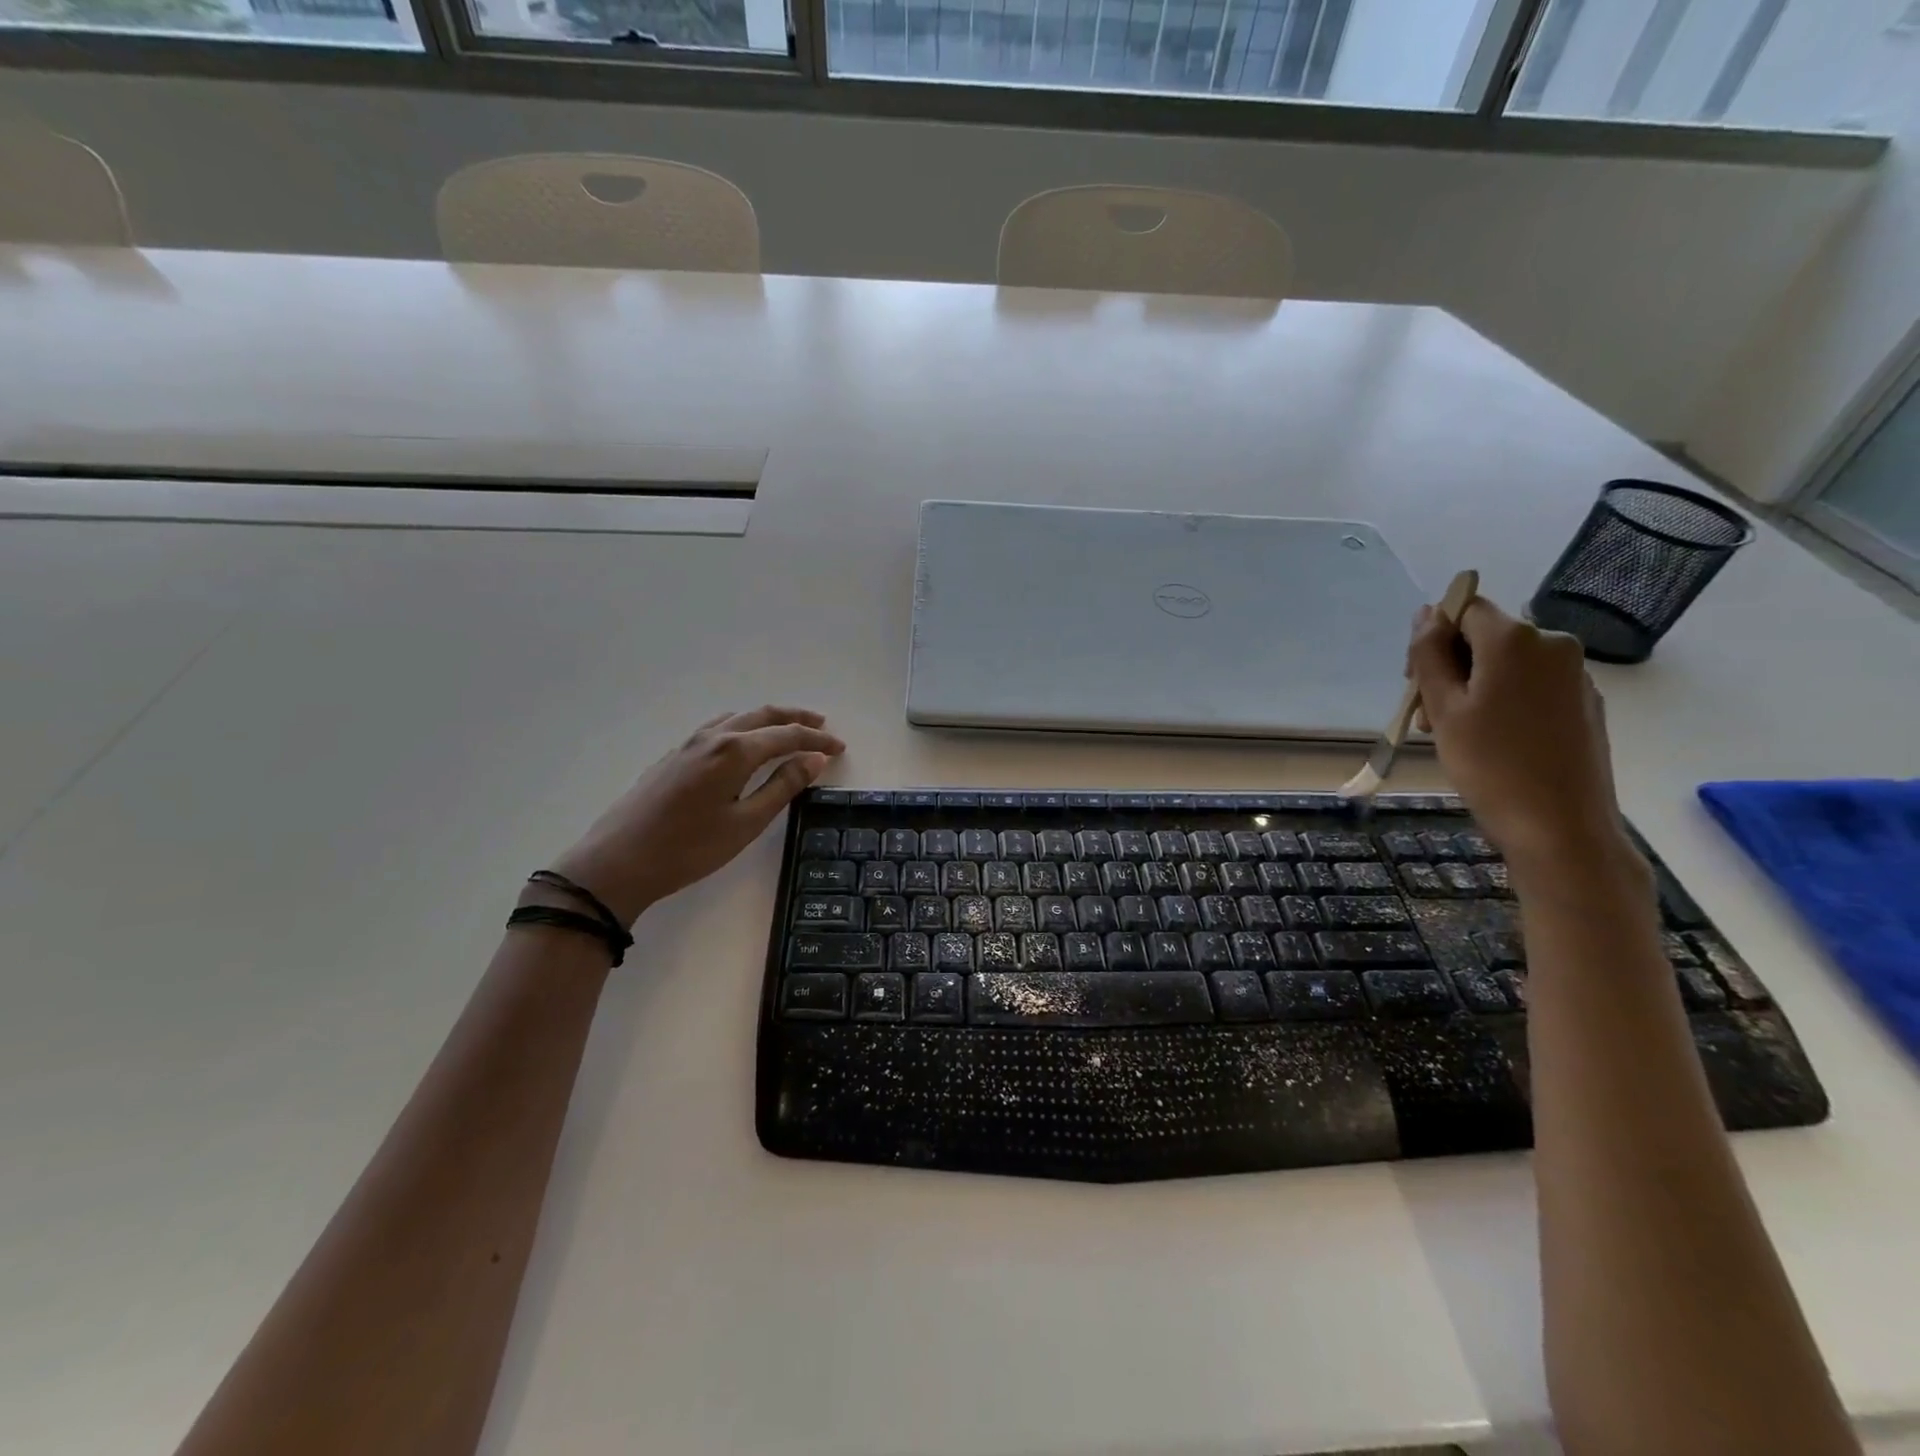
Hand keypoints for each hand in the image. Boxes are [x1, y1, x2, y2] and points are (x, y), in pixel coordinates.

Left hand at [547, 706, 845, 925]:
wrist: (618, 862)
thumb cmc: (689, 848)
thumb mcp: (746, 823)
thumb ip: (783, 787)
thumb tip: (815, 758)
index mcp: (735, 751)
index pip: (786, 735)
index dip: (816, 739)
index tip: (839, 747)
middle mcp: (713, 737)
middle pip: (762, 715)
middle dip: (795, 718)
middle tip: (821, 725)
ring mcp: (689, 744)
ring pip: (738, 718)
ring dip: (768, 720)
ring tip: (788, 730)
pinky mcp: (673, 756)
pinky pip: (718, 728)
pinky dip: (743, 727)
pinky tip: (743, 743)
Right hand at [1406, 598, 1638, 887]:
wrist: (1560, 827)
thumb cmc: (1490, 765)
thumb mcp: (1443, 707)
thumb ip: (1429, 654)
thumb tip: (1427, 613)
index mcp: (1516, 640)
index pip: (1463, 610)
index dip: (1432, 639)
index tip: (1416, 683)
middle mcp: (1553, 645)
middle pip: (1485, 637)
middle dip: (1450, 667)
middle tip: (1429, 717)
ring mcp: (1575, 675)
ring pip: (1507, 664)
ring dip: (1473, 688)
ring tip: (1457, 736)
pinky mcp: (1585, 704)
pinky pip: (1531, 686)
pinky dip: (1503, 702)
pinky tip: (1493, 743)